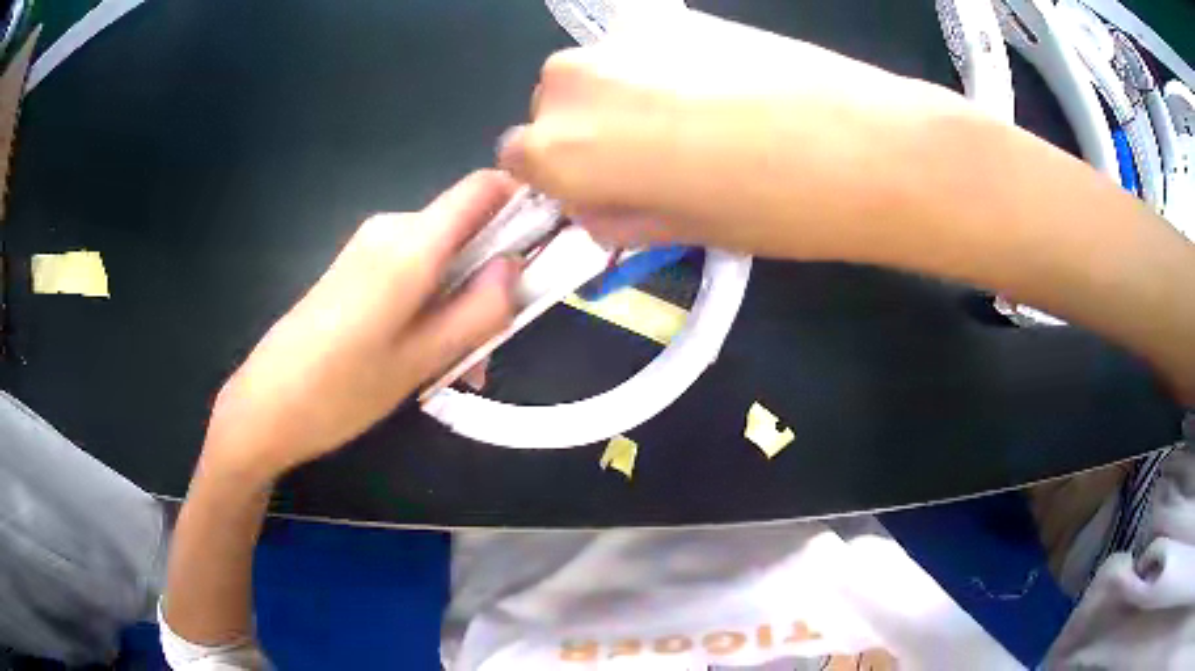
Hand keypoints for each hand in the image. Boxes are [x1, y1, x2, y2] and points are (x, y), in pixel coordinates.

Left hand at [200, 171, 518, 483]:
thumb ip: (478, 311)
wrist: (265, 407)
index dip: (523, 203)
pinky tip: (421, 357)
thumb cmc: (341, 391)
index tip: (546, 246)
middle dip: (490, 280)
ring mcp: (369, 247)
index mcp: (409, 244)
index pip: (482, 188)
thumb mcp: (420, 361)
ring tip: (455, 369)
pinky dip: (431, 306)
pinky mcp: (355, 269)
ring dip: (460, 304)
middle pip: (465, 231)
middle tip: (489, 349)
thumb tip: (516, 267)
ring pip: (440, 259)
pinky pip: (411, 272)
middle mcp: (391, 229)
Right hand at [499, 9, 974, 259]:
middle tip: (655, 165)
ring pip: (597, 79)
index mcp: (563, 148)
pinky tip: (718, 94)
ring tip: (697, 126)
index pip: (519, 161)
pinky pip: (642, 55)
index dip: (561, 181)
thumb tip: (596, 201)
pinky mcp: (672, 18)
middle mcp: (573, 82)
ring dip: (624, 102)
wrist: (865, 144)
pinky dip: (661, 75)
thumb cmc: (773, 209)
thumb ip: (619, 213)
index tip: (601, 193)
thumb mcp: (683, 232)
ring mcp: (624, 39)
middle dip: (589, 139)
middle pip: (554, 112)